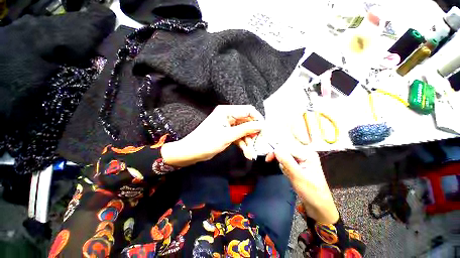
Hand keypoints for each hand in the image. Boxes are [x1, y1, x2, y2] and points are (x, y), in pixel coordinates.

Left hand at [161, 105, 263, 166]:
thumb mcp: (228, 136)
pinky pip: (239, 136)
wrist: (192, 152)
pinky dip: (243, 144)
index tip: (264, 131)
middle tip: (257, 145)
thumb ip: (245, 129)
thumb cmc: (207, 142)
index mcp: (227, 111)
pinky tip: (247, 153)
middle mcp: (229, 115)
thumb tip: (261, 125)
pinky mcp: (228, 133)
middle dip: (253, 134)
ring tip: (251, 153)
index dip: (258, 119)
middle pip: (247, 122)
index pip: (248, 111)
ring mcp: (229, 125)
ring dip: (248, 142)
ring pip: (244, 131)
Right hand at [266, 146, 338, 223]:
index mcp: (308, 153)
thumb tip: (276, 149)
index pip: (287, 147)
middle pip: (285, 150)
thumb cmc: (311, 192)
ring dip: (283, 165)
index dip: (276, 151)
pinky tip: (289, 174)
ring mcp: (302, 158)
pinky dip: (285, 168)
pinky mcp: (299, 164)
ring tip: (289, 175)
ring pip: (284, 156)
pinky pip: (286, 161)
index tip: (268, 159)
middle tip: (279, 168)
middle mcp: (305, 153)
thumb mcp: (298, 176)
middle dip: (281, 159)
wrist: (318, 205)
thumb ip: (287, 161)